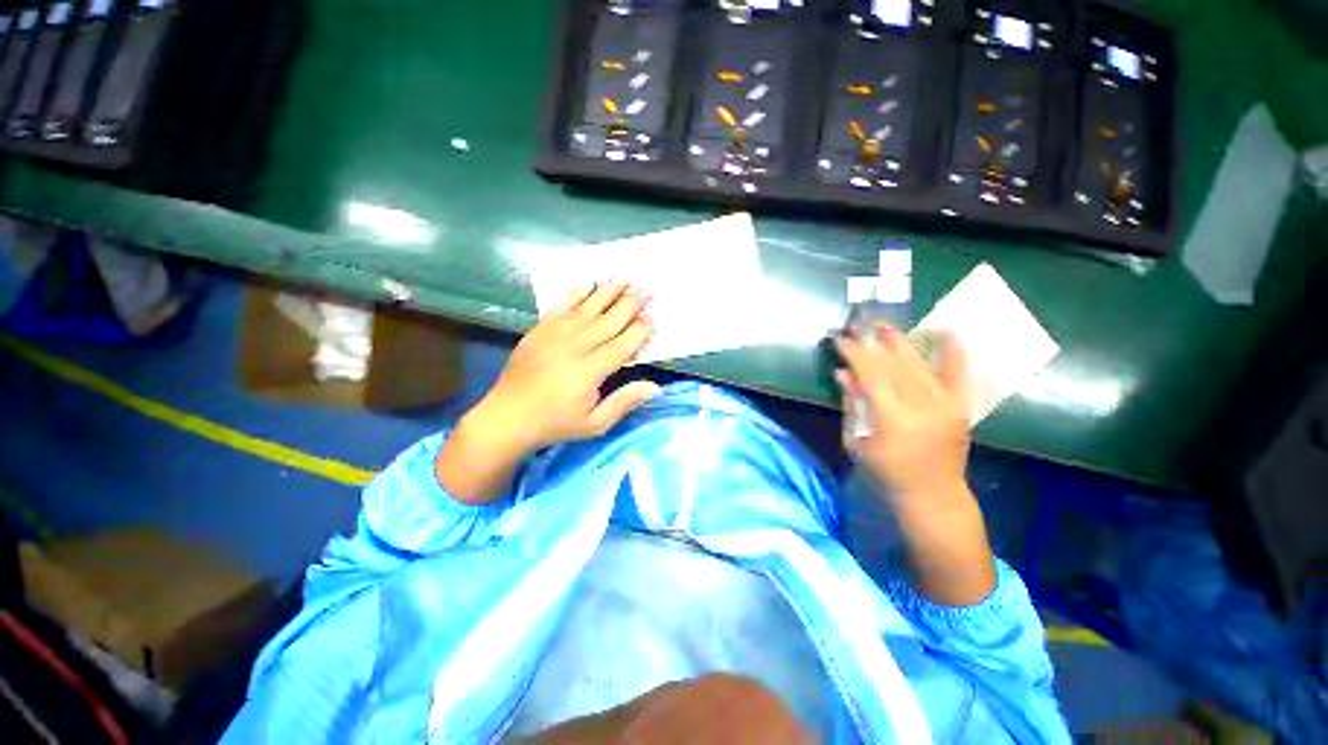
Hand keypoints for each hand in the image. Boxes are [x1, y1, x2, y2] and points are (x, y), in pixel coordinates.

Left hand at [437, 282, 660, 502]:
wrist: (506, 417)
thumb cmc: (555, 423)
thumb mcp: (594, 424)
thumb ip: (623, 402)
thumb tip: (654, 387)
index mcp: (588, 373)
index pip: (621, 346)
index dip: (639, 331)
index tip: (653, 317)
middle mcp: (573, 348)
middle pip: (607, 322)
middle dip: (628, 305)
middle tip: (645, 289)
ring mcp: (553, 336)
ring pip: (586, 310)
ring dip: (607, 293)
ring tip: (624, 279)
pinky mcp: (538, 331)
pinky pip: (560, 307)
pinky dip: (575, 294)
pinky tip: (588, 283)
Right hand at [834, 325, 970, 505]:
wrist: (934, 495)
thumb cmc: (886, 473)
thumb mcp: (857, 442)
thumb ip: (852, 405)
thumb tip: (842, 373)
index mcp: (893, 418)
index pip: (871, 374)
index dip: (855, 354)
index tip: (840, 339)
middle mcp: (922, 406)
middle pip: (895, 365)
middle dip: (873, 343)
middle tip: (858, 327)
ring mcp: (946, 404)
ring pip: (920, 364)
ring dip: (901, 343)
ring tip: (884, 326)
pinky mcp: (960, 406)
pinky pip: (958, 373)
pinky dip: (952, 351)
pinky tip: (944, 330)